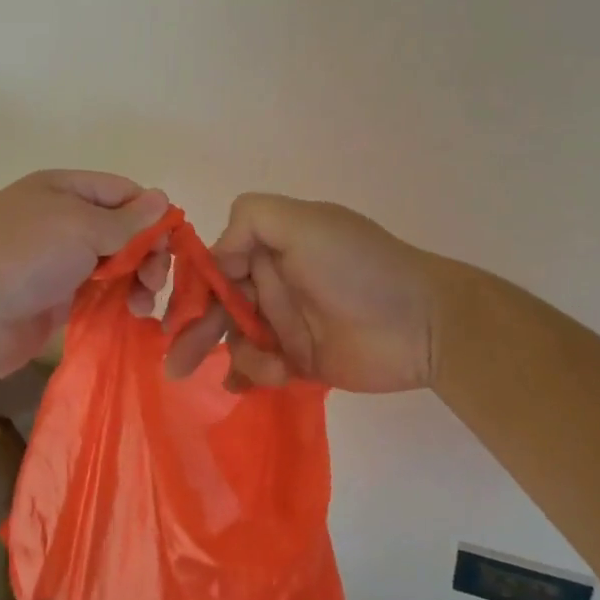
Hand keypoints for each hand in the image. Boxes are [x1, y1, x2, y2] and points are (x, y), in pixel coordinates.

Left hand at [0, 170, 169, 378]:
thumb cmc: (22, 257)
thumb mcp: (79, 227)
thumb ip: (126, 219)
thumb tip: (162, 198)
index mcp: (64, 189)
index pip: (123, 192)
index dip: (151, 215)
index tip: (171, 246)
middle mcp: (62, 220)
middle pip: (122, 229)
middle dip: (146, 252)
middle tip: (153, 281)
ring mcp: (58, 261)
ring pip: (114, 263)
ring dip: (136, 280)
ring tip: (141, 304)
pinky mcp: (56, 299)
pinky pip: (98, 294)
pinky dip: (118, 301)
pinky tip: (132, 315)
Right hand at [166, 193, 449, 393]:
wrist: (423, 324)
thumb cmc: (357, 267)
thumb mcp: (304, 223)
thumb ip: (252, 219)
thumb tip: (217, 255)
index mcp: (269, 246)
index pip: (216, 263)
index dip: (195, 287)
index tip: (179, 315)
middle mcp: (272, 281)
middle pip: (218, 305)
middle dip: (196, 331)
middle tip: (177, 364)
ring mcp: (285, 322)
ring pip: (236, 339)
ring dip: (237, 355)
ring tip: (262, 369)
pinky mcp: (300, 360)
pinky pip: (260, 369)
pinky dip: (254, 376)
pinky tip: (267, 380)